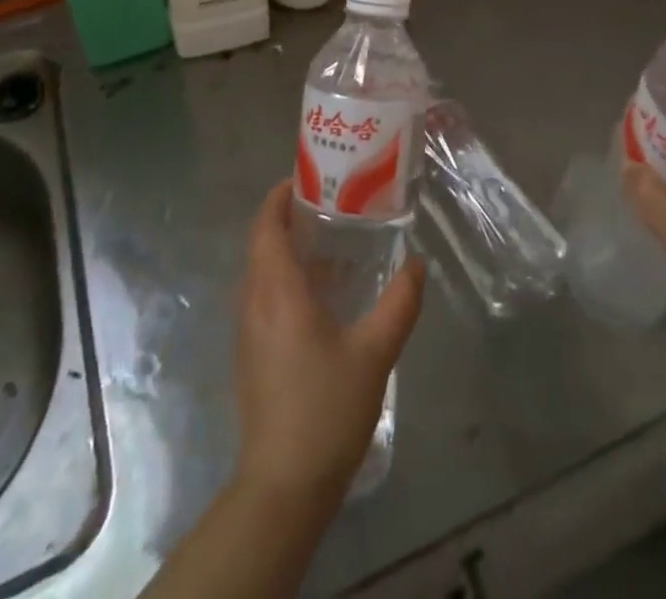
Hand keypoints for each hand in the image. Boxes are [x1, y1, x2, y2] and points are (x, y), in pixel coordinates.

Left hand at [233, 181, 424, 507]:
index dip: (279, 197)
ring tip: (329, 243)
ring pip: (261, 272)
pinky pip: (263, 297)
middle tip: (329, 205)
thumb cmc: (326, 408)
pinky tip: (320, 295)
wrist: (283, 487)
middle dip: (288, 218)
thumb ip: (399, 303)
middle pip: (262, 243)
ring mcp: (248, 331)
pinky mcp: (251, 355)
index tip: (307, 179)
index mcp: (277, 290)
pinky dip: (285, 278)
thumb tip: (417, 265)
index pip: (266, 225)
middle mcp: (254, 302)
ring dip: (286, 250)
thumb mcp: (375, 352)